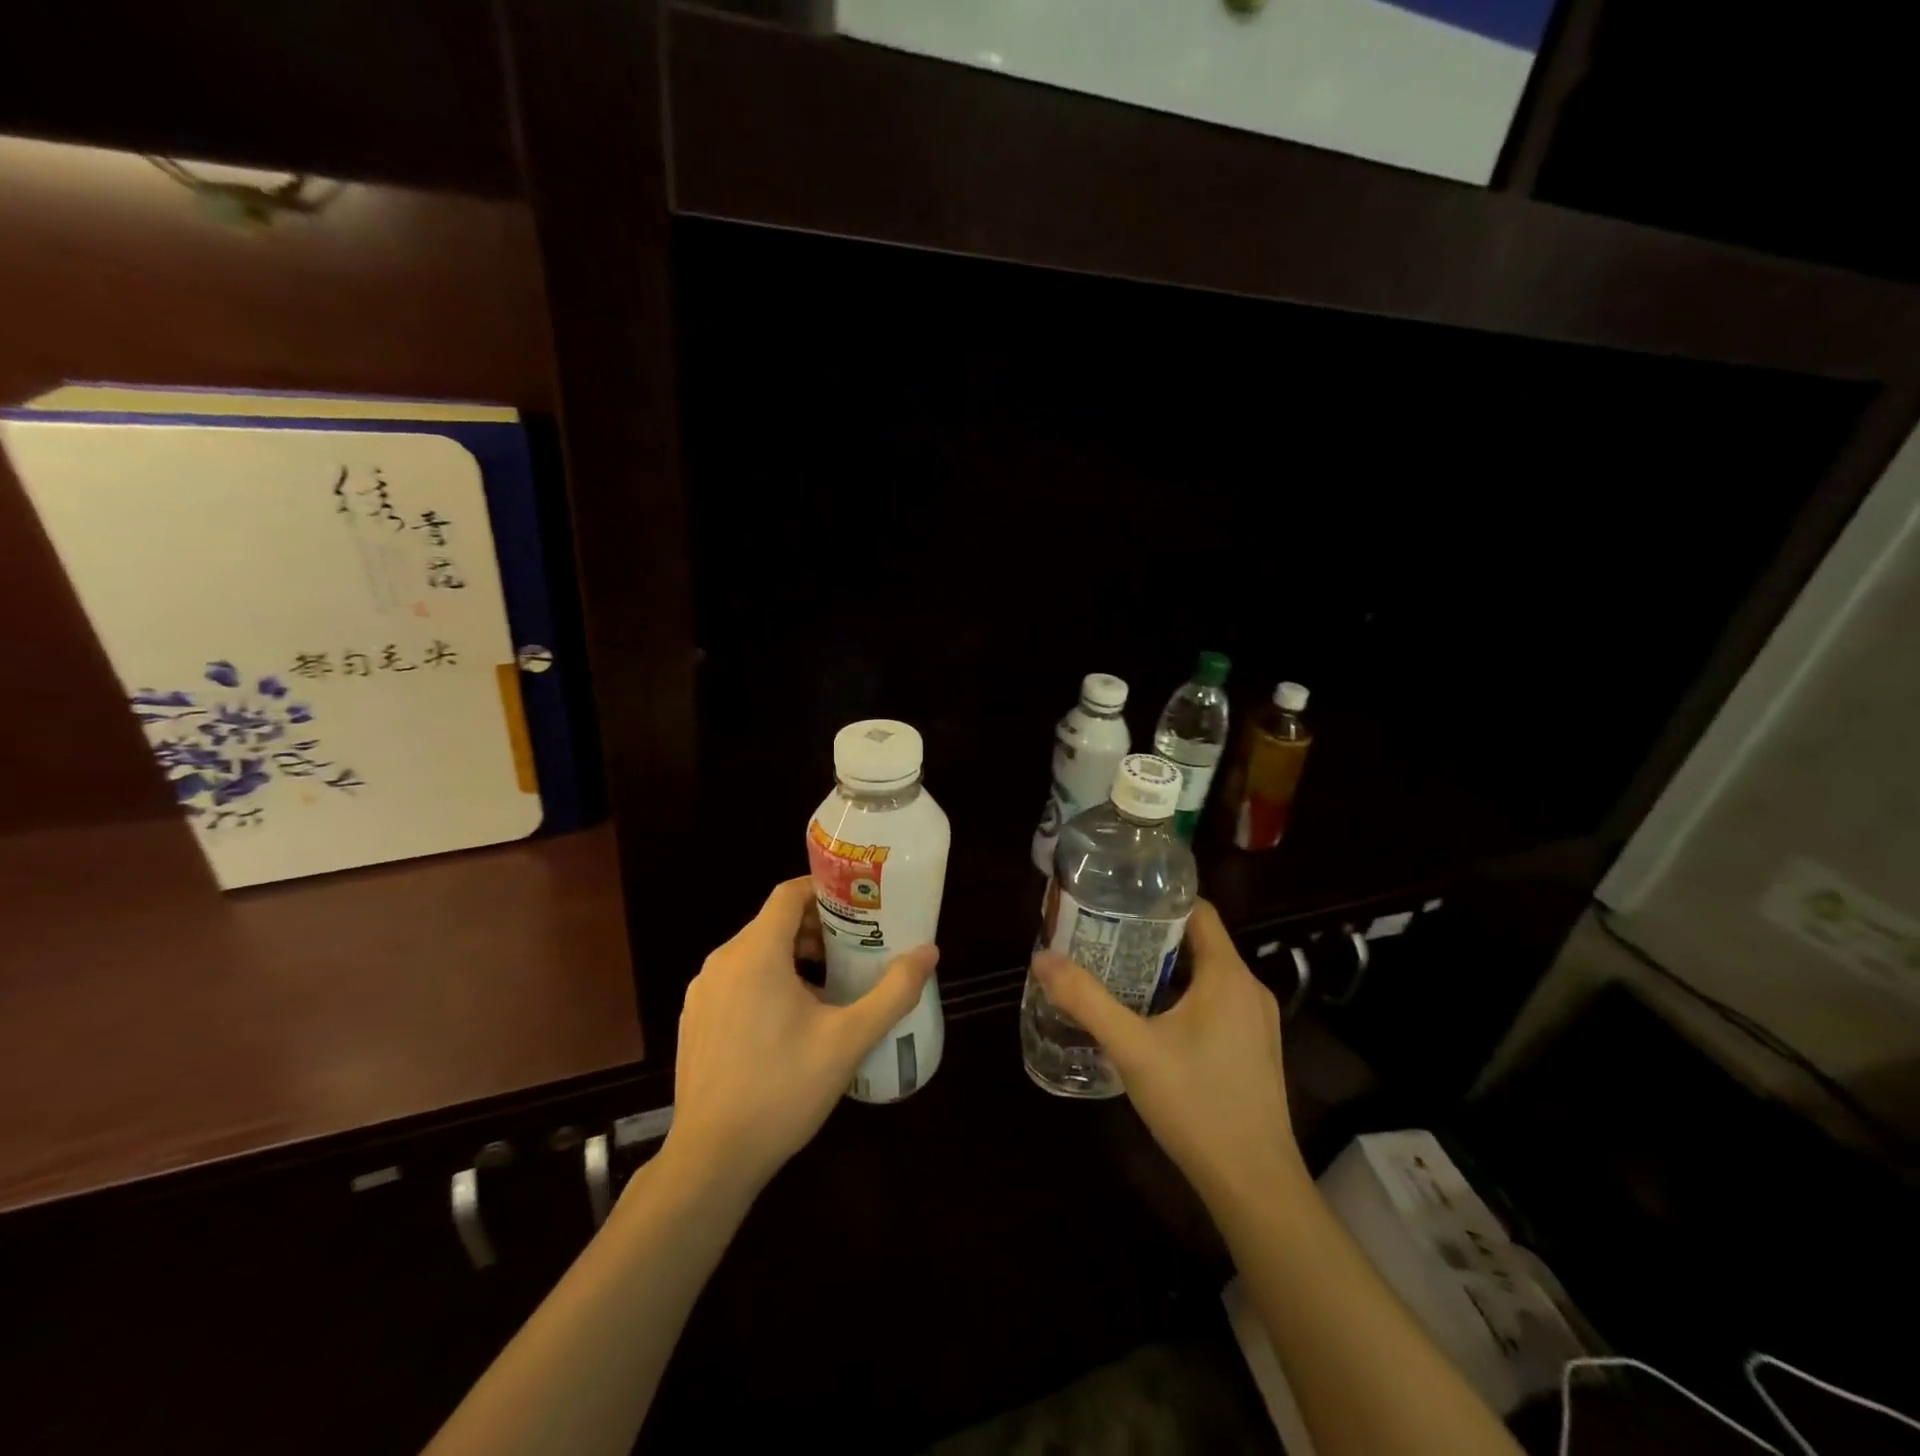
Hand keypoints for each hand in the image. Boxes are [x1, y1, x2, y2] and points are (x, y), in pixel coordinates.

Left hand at [661, 878, 938, 1200]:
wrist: (711, 1160)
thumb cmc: (783, 1089)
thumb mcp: (849, 1039)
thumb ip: (893, 991)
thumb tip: (929, 952)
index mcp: (755, 953)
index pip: (789, 894)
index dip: (825, 892)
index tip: (859, 908)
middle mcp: (722, 962)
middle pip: (774, 923)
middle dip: (817, 929)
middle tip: (856, 950)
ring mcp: (703, 993)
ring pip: (755, 953)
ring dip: (794, 957)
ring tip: (832, 986)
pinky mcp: (696, 1020)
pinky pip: (736, 981)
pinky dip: (767, 981)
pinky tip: (793, 1022)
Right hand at [1032, 899, 1305, 1213]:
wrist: (1254, 1184)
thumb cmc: (1196, 1104)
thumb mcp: (1132, 1049)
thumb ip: (1087, 1000)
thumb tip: (1042, 958)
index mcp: (1228, 975)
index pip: (1199, 910)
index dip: (1160, 899)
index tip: (1120, 899)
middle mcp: (1249, 988)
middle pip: (1199, 941)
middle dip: (1153, 935)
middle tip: (1106, 935)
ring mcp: (1257, 1021)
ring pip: (1207, 974)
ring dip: (1167, 968)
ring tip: (1119, 971)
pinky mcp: (1255, 1049)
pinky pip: (1217, 1002)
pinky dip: (1184, 996)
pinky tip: (1151, 1018)